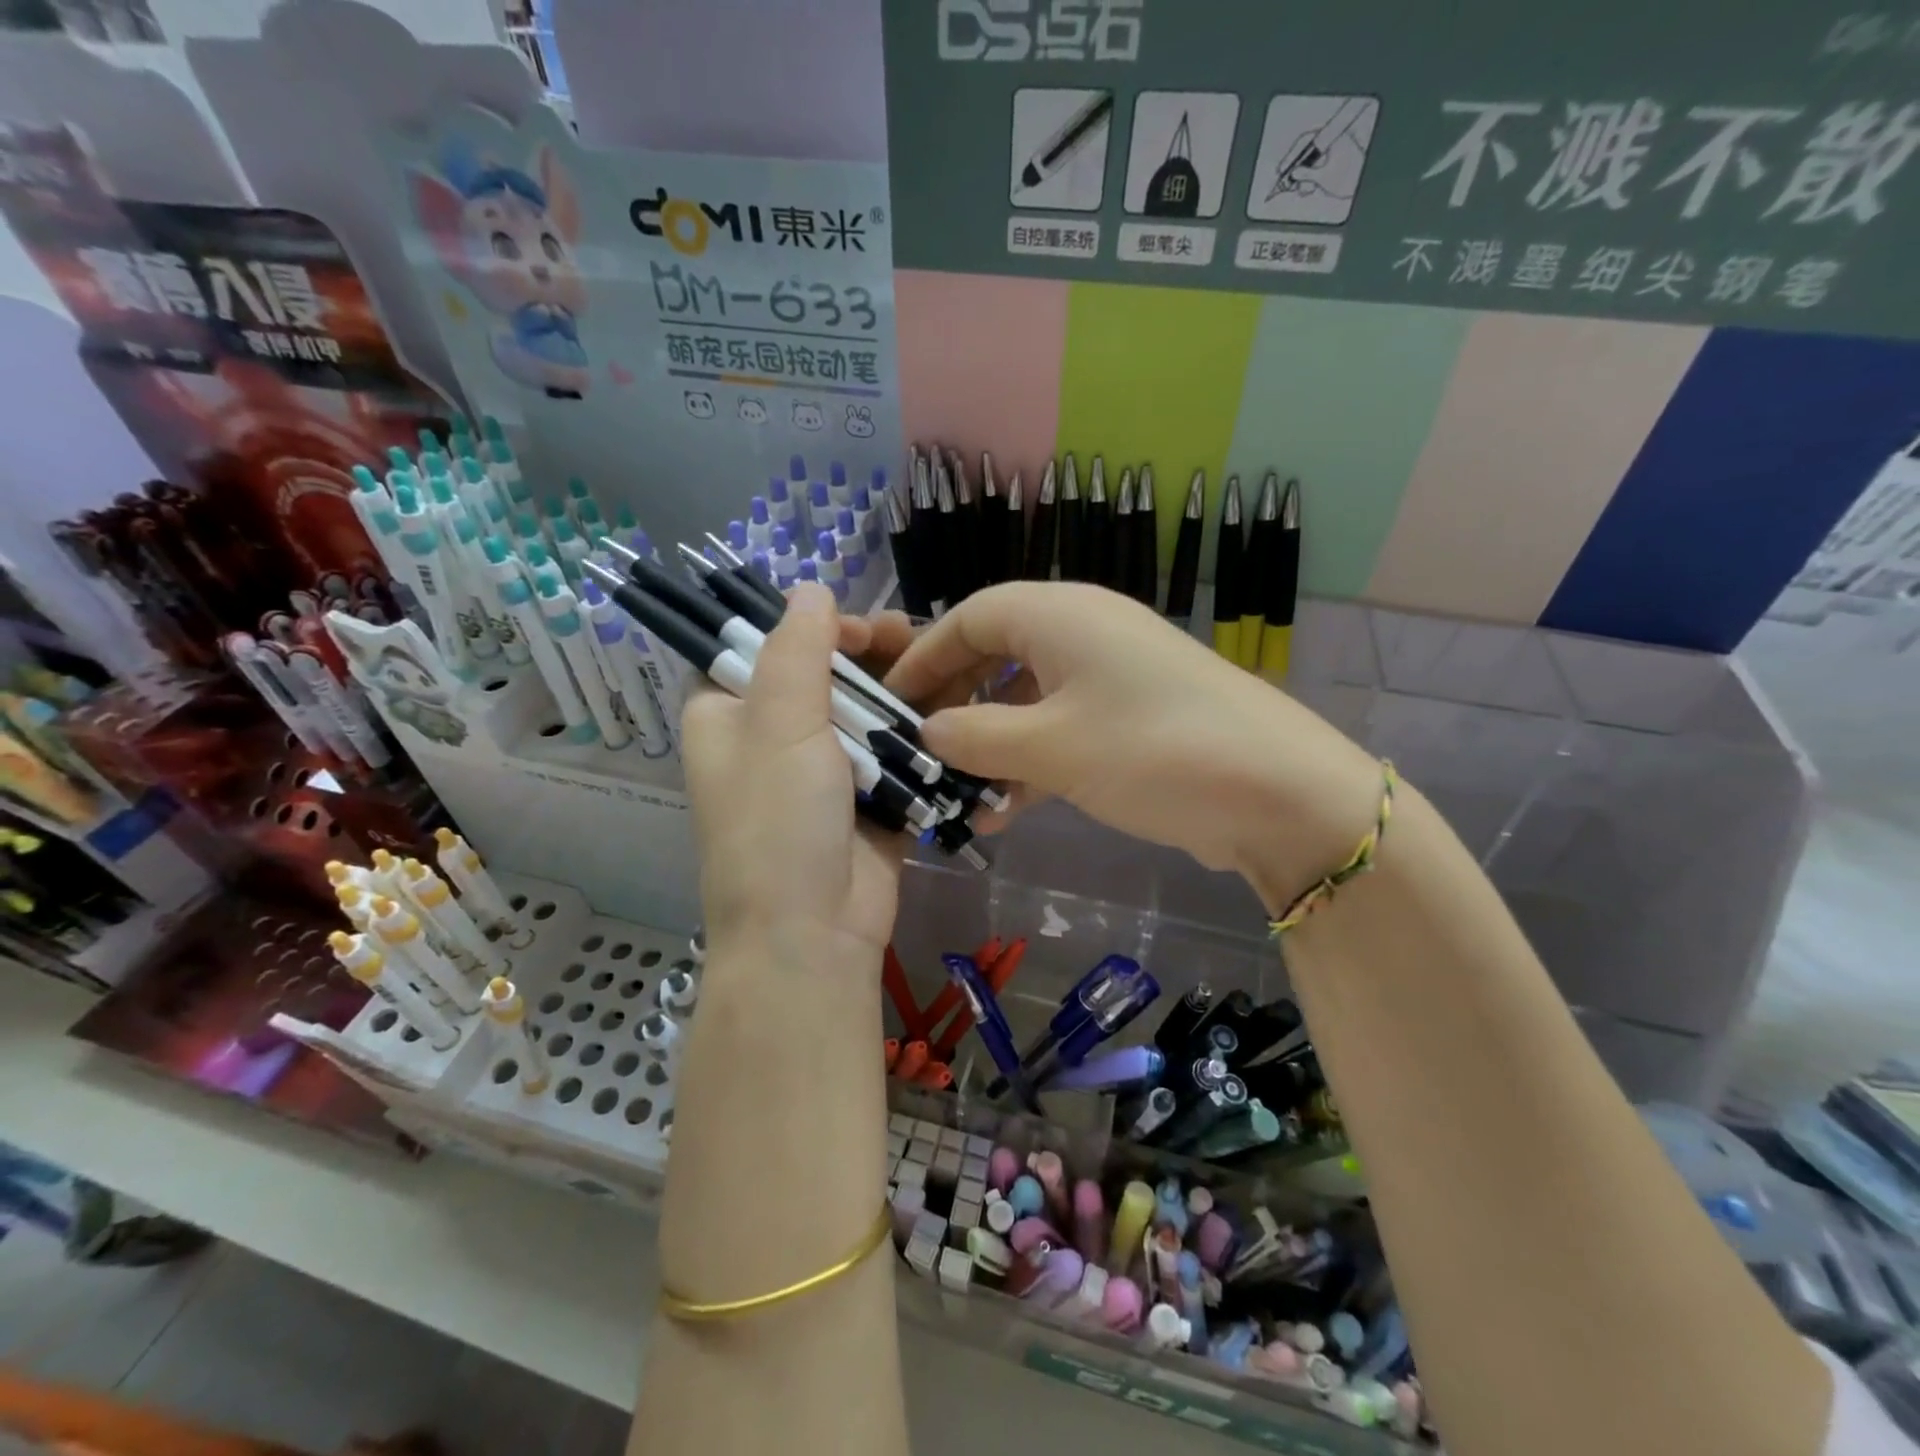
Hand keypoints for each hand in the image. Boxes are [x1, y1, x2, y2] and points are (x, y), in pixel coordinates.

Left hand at [679, 583, 916, 963]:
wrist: (814, 934)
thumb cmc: (779, 823)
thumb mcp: (779, 724)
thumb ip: (796, 650)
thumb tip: (810, 588)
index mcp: (729, 716)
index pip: (759, 646)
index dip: (807, 626)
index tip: (855, 624)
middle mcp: (772, 738)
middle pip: (823, 675)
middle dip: (869, 655)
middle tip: (912, 639)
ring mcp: (824, 771)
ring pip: (865, 710)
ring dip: (902, 691)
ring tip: (946, 671)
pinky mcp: (868, 798)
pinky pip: (894, 752)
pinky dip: (920, 734)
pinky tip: (956, 709)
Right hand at [882, 582, 1381, 910]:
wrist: (1277, 792)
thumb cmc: (1151, 749)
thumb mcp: (1050, 747)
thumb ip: (976, 737)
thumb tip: (928, 731)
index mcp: (1060, 614)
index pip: (970, 617)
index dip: (924, 656)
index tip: (889, 701)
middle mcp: (1083, 632)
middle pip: (995, 654)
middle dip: (954, 703)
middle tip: (918, 749)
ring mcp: (1110, 676)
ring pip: (1027, 699)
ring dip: (990, 744)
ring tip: (957, 796)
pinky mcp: (1131, 719)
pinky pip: (1061, 729)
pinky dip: (1030, 762)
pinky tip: (1004, 812)